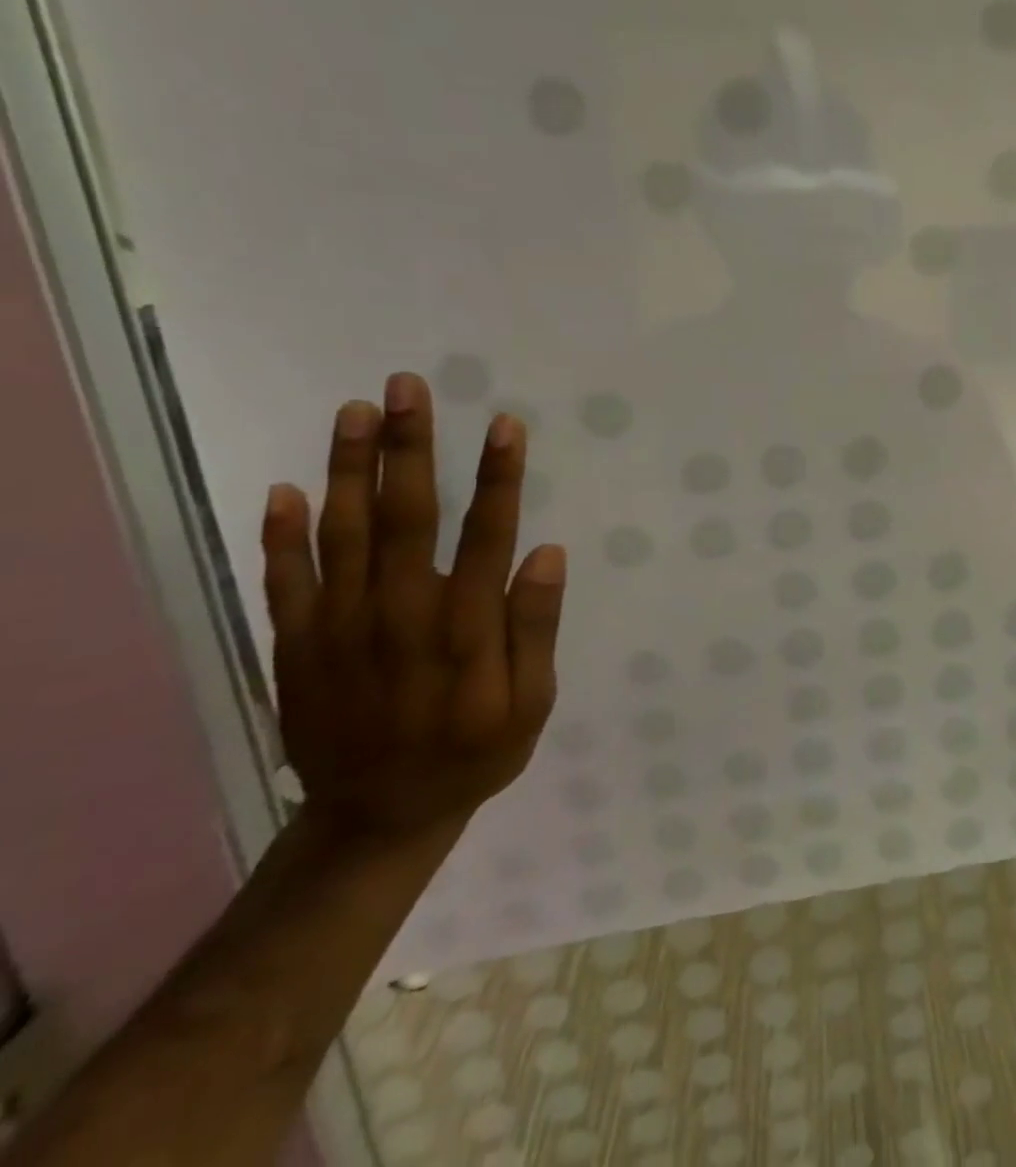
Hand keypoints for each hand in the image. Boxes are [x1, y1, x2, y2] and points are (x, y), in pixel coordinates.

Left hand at [259, 372, 567, 839]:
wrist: (379, 817)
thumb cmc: (475, 752)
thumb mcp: (532, 702)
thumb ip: (535, 627)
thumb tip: (545, 554)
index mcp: (464, 627)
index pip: (486, 534)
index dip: (497, 476)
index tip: (504, 425)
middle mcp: (400, 613)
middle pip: (405, 515)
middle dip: (410, 447)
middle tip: (409, 388)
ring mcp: (340, 628)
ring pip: (342, 532)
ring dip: (349, 468)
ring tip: (356, 411)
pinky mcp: (297, 646)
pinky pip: (284, 580)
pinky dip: (281, 535)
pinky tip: (286, 489)